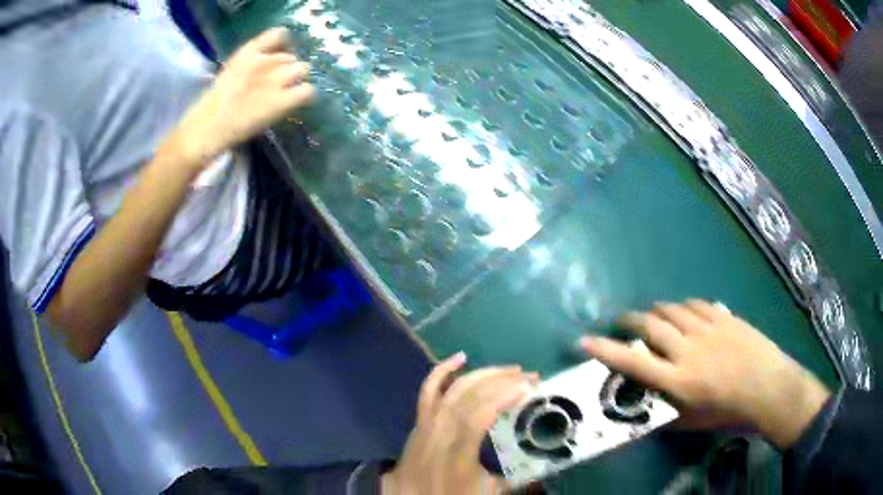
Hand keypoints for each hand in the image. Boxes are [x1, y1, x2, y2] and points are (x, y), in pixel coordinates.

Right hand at [174, 27, 314, 166]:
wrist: (206, 129)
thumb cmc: (214, 106)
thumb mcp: (232, 71)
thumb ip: (253, 63)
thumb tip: (275, 64)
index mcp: (249, 51)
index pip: (279, 34)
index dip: (284, 46)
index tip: (278, 58)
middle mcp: (265, 61)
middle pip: (291, 57)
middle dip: (287, 69)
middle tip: (277, 86)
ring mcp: (275, 80)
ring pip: (303, 70)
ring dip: (297, 80)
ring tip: (285, 94)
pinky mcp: (282, 101)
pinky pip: (308, 91)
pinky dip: (305, 96)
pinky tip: (292, 104)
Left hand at [383, 353, 536, 493]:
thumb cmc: (450, 494)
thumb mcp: (488, 491)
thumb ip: (516, 477)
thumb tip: (546, 465)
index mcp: (459, 452)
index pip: (479, 416)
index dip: (504, 398)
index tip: (529, 388)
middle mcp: (441, 432)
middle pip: (470, 397)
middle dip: (503, 381)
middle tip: (531, 377)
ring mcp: (428, 422)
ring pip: (454, 389)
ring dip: (484, 374)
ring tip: (511, 369)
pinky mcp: (420, 418)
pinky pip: (428, 389)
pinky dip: (442, 370)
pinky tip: (461, 357)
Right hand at [582, 299, 830, 448]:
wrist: (768, 387)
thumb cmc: (729, 411)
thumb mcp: (693, 422)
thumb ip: (668, 411)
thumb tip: (651, 405)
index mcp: (678, 380)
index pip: (634, 363)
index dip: (607, 351)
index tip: (585, 340)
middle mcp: (688, 350)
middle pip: (651, 326)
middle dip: (631, 320)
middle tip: (623, 321)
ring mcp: (708, 329)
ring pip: (673, 310)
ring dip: (657, 310)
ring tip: (652, 314)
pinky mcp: (724, 317)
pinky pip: (698, 305)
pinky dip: (685, 306)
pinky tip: (685, 311)